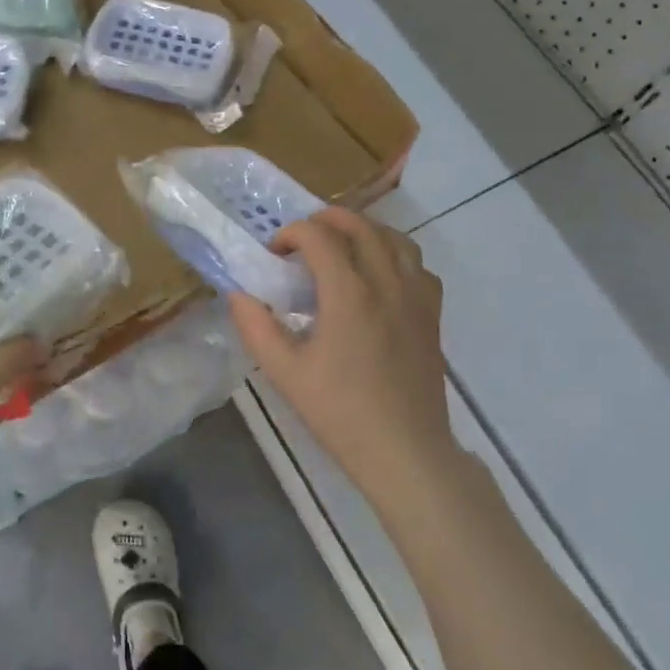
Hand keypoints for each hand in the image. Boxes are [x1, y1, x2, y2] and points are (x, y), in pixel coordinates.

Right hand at [229, 209, 456, 501]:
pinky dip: (394, 255)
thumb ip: (256, 327)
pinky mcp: (432, 314)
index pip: (319, 236)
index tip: (274, 253)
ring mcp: (416, 296)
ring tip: (341, 247)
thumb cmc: (340, 412)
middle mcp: (387, 283)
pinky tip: (378, 277)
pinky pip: (417, 265)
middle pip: (361, 225)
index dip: (291, 233)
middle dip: (327, 219)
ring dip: (364, 231)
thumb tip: (237, 294)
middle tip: (302, 237)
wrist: (404, 450)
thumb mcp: (285, 373)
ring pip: (395, 239)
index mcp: (349, 294)